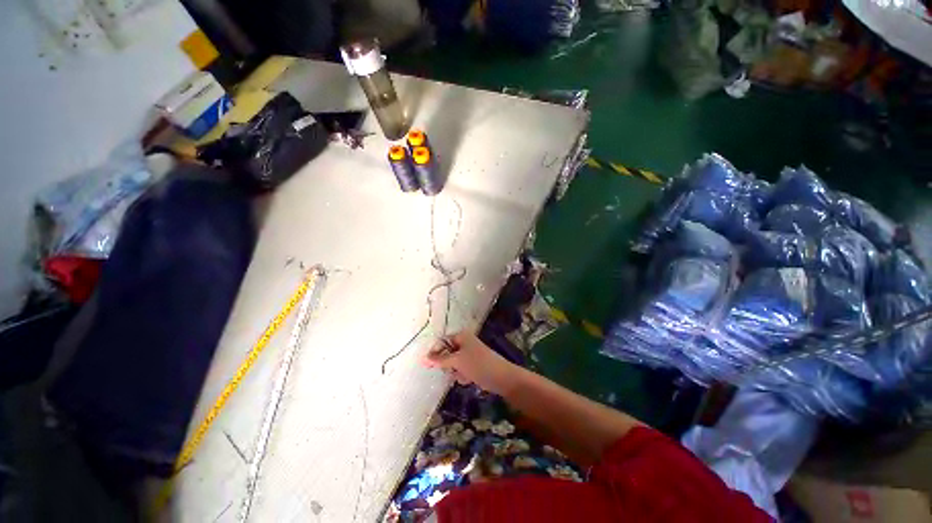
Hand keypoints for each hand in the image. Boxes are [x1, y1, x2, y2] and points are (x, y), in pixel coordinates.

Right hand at [422, 331, 517, 394]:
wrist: (501, 377)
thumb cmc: (478, 364)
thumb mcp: (457, 361)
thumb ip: (439, 360)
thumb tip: (422, 358)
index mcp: (461, 336)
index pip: (442, 341)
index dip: (435, 352)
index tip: (428, 365)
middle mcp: (465, 342)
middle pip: (447, 353)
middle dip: (448, 364)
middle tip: (453, 369)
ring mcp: (470, 354)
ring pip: (454, 363)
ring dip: (456, 371)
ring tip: (463, 375)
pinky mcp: (474, 364)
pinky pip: (461, 369)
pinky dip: (462, 375)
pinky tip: (469, 379)